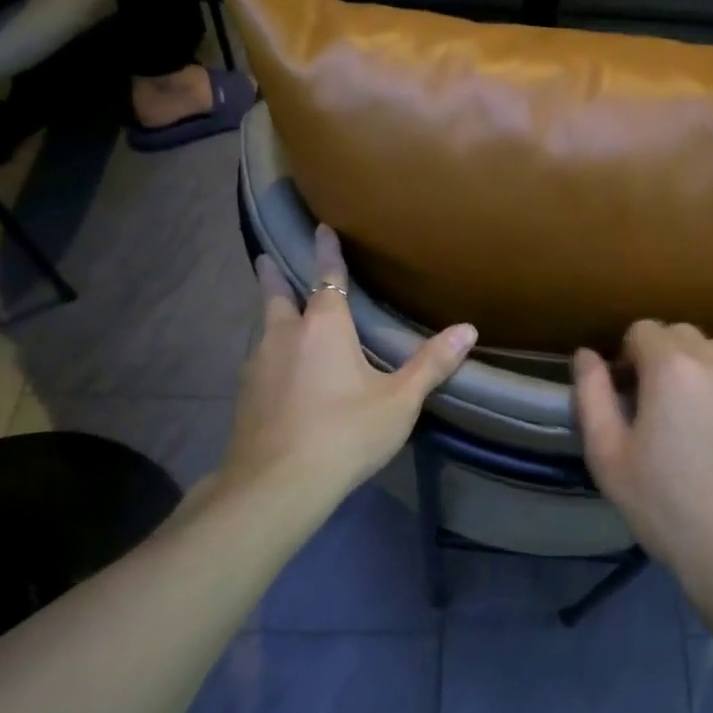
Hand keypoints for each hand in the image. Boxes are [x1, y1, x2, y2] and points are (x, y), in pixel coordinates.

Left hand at [212, 225, 476, 517]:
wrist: (277, 484)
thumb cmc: (345, 433)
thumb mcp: (398, 401)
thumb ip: (431, 364)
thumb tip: (468, 329)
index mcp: (324, 327)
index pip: (327, 277)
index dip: (326, 251)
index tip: (320, 227)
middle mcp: (285, 336)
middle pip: (277, 295)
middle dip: (274, 275)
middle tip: (266, 259)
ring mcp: (258, 365)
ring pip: (264, 329)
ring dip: (270, 316)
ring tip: (277, 315)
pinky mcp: (245, 396)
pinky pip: (259, 361)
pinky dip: (269, 354)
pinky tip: (275, 373)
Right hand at [574, 322, 712, 607]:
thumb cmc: (663, 506)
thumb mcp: (607, 456)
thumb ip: (592, 396)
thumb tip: (585, 354)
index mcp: (668, 370)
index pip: (642, 331)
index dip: (629, 356)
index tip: (629, 390)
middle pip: (681, 332)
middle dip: (663, 354)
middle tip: (659, 398)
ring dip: (705, 357)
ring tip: (700, 395)